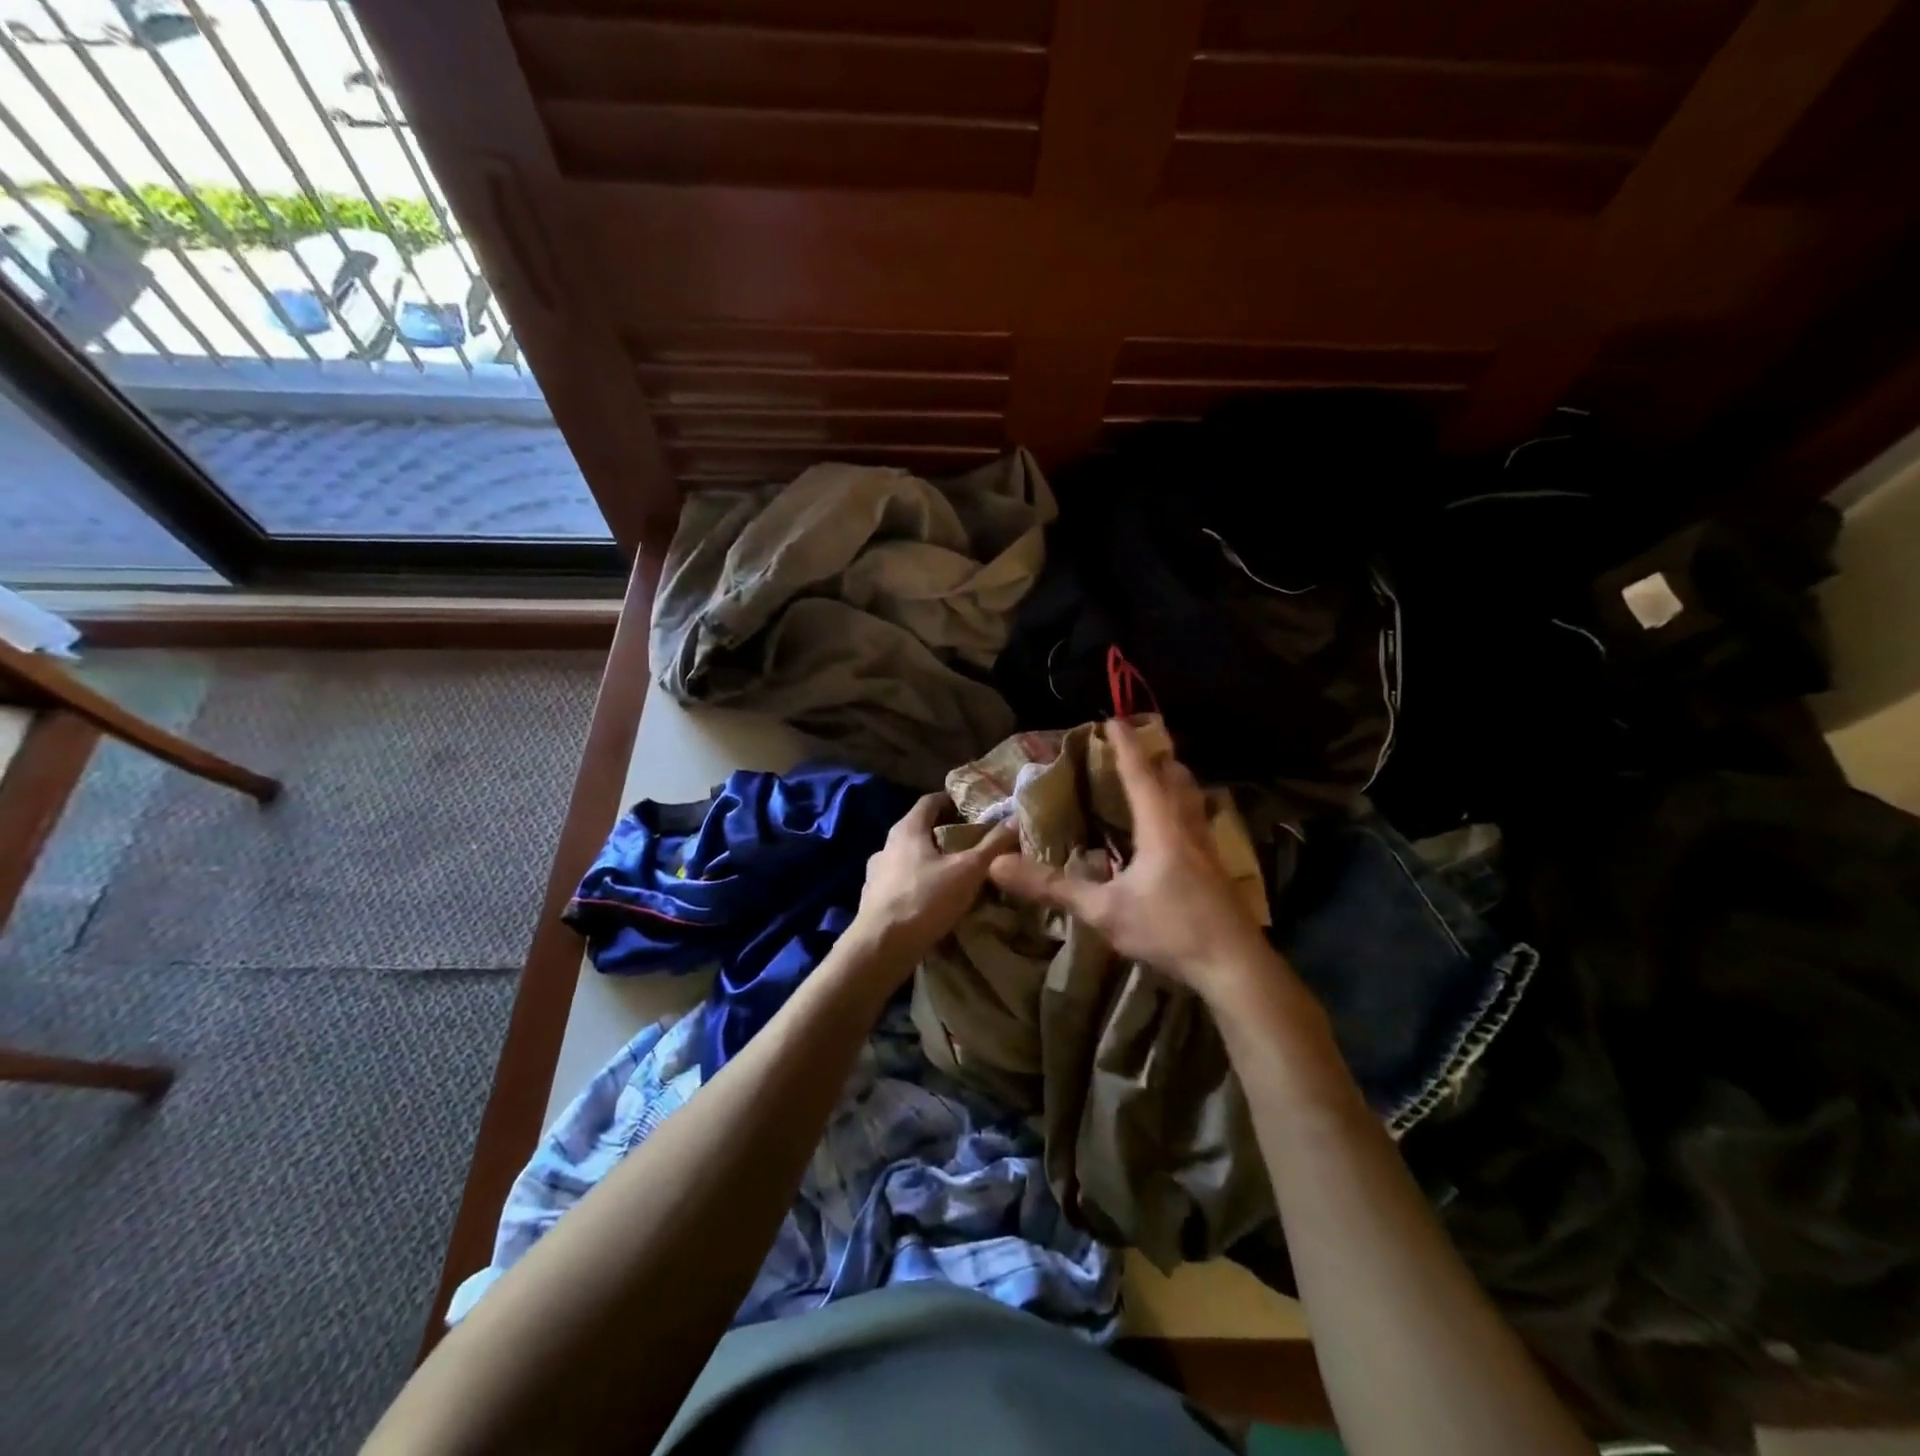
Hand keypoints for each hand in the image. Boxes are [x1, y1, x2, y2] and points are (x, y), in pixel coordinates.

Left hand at [846, 793, 1016, 971]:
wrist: (881, 947)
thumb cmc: (925, 900)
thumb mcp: (968, 871)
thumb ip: (992, 845)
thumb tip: (1016, 819)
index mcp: (907, 829)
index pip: (930, 801)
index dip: (952, 801)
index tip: (974, 809)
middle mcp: (887, 844)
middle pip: (920, 829)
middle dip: (945, 832)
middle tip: (972, 842)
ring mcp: (876, 872)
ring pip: (909, 856)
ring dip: (930, 860)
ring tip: (954, 873)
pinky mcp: (873, 897)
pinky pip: (901, 881)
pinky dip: (917, 882)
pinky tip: (932, 898)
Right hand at [989, 717, 1270, 996]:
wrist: (1235, 965)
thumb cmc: (1169, 928)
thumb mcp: (1104, 910)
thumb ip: (1053, 887)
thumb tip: (998, 865)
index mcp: (1160, 825)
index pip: (1139, 773)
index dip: (1124, 746)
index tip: (1112, 720)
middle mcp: (1187, 827)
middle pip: (1176, 778)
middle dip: (1156, 758)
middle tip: (1135, 749)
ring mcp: (1208, 848)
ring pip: (1193, 799)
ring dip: (1174, 781)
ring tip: (1158, 778)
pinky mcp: (1218, 870)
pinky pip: (1199, 823)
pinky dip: (1184, 810)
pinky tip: (1177, 831)